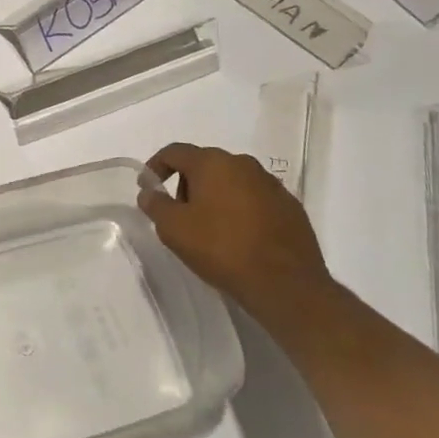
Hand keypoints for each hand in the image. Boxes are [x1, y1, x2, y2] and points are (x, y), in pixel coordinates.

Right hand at [138, 143, 331, 319]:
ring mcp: (271, 184)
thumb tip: (148, 192)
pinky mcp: (291, 207)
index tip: (148, 186)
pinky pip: (255, 199)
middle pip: (204, 164)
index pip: (175, 152)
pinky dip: (241, 210)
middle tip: (180, 214)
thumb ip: (155, 205)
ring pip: (232, 181)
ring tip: (211, 228)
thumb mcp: (174, 229)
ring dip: (216, 196)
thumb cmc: (222, 249)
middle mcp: (243, 164)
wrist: (287, 285)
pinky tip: (239, 237)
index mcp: (212, 162)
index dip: (156, 166)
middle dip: (187, 184)